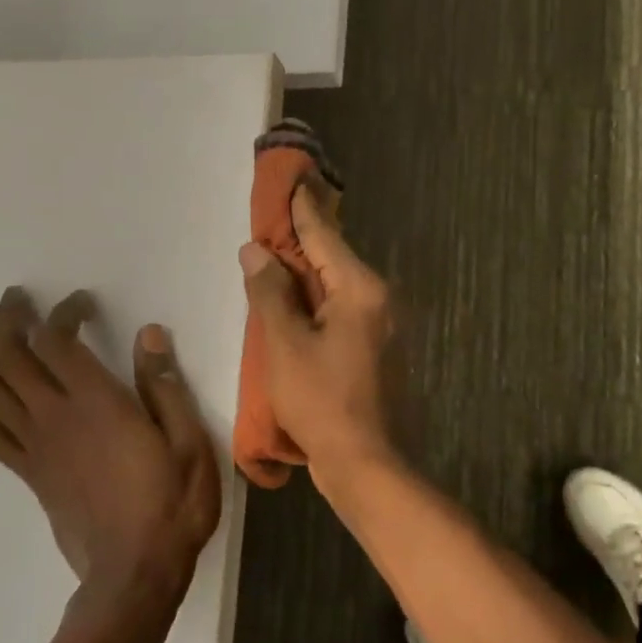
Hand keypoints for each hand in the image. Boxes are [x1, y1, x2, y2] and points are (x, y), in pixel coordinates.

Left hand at [0, 289, 221, 602]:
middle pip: (10, 357)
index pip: (58, 341)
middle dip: (8, 321)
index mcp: (97, 404)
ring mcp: (37, 447)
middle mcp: (56, 418)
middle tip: (15, 299)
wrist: (135, 570)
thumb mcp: (188, 442)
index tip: (81, 303)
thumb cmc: (172, 503)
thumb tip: (149, 335)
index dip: (62, 313)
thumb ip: (165, 387)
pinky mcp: (31, 474)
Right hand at [238, 179, 394, 478]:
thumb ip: (270, 293)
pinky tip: (297, 305)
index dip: (302, 208)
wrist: (367, 464)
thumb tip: (257, 251)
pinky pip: (344, 312)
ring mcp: (384, 328)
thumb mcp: (286, 344)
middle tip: (275, 216)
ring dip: (309, 273)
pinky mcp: (379, 352)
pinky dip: (319, 303)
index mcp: (361, 290)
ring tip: (278, 257)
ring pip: (339, 287)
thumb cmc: (323, 401)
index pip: (325, 235)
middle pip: (335, 258)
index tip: (293, 178)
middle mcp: (380, 300)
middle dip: (303, 239)